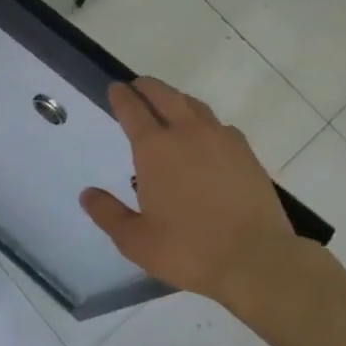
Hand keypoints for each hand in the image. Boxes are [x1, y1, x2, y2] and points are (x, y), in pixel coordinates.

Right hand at [79, 77, 314, 310]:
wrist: (257, 259)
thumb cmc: (188, 249)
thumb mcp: (135, 240)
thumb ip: (108, 213)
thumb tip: (87, 194)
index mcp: (154, 149)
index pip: (132, 110)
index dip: (121, 96)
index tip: (115, 88)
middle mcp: (186, 133)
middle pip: (164, 96)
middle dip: (148, 87)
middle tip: (138, 86)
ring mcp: (221, 139)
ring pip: (194, 106)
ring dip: (176, 99)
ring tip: (170, 104)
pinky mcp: (246, 153)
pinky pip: (220, 126)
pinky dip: (205, 122)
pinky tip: (206, 137)